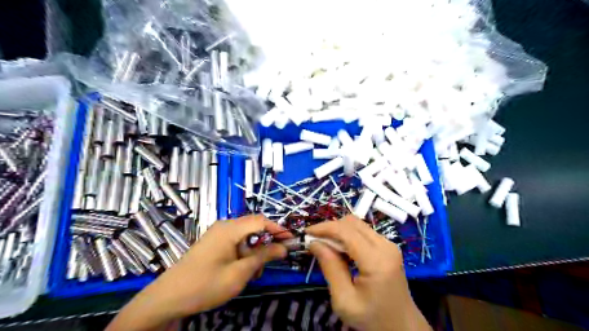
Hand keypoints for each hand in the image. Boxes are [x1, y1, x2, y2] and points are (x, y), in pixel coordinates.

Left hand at [107, 214, 290, 330]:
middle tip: (269, 263)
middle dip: (265, 244)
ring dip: (254, 252)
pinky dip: (243, 254)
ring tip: (252, 273)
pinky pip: (235, 242)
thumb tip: (284, 247)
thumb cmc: (205, 285)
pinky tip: (240, 270)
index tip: (291, 240)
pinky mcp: (213, 243)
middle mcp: (224, 226)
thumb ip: (263, 257)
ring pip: (245, 237)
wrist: (168, 298)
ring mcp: (217, 234)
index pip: (261, 220)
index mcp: (230, 229)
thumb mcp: (239, 273)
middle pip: (253, 227)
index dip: (278, 229)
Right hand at [307, 215, 431, 330]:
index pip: (346, 232)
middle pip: (352, 223)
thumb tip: (314, 243)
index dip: (324, 228)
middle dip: (330, 228)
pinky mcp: (388, 246)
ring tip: (326, 245)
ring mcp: (389, 244)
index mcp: (376, 261)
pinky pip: (363, 232)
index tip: (306, 233)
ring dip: (338, 231)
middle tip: (315, 241)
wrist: (401, 326)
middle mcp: (386, 246)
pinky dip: (348, 235)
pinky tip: (340, 249)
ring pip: (357, 224)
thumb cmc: (372, 318)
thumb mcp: (344, 300)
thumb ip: (330, 268)